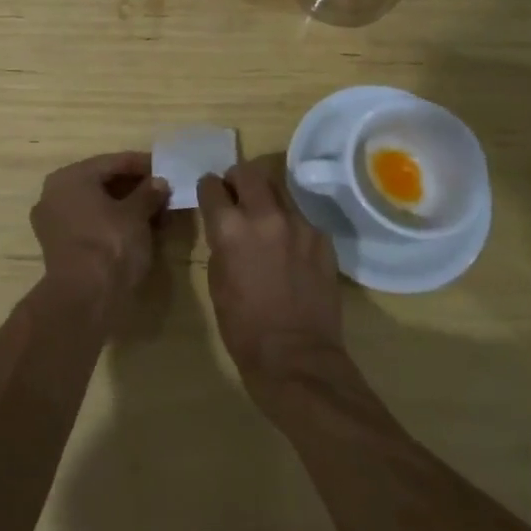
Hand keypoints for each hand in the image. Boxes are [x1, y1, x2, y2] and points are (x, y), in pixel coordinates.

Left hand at [31, 152, 169, 312]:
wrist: (84, 298)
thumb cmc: (110, 243)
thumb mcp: (137, 214)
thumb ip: (149, 193)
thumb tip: (159, 182)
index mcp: (70, 176)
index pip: (112, 162)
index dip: (142, 165)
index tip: (165, 168)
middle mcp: (54, 193)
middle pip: (101, 183)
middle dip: (133, 187)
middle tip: (162, 192)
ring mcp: (53, 221)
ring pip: (95, 205)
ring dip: (125, 207)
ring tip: (155, 213)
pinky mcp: (58, 246)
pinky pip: (89, 224)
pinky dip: (111, 224)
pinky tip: (136, 230)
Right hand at [198, 157, 346, 395]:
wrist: (296, 357)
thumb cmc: (244, 327)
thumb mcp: (217, 281)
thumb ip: (221, 243)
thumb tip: (226, 228)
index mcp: (230, 228)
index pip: (212, 186)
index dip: (208, 190)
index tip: (210, 197)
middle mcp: (265, 216)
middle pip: (248, 172)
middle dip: (237, 179)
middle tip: (236, 196)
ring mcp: (299, 224)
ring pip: (279, 188)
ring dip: (266, 197)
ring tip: (264, 219)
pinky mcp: (322, 238)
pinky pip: (301, 216)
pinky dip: (289, 223)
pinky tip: (289, 247)